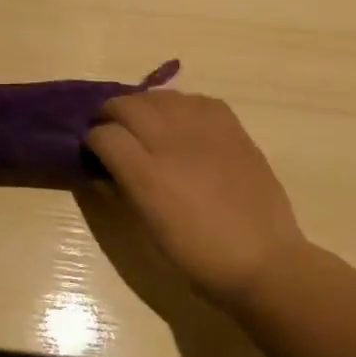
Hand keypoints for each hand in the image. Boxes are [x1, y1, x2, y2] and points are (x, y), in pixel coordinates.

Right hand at [86, 89, 306, 303]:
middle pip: (126, 106)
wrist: (263, 260)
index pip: (104, 135)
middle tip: (112, 130)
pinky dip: (180, 106)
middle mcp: (171, 143)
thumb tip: (106, 168)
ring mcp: (203, 131)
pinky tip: (180, 121)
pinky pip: (196, 100)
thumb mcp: (147, 228)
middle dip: (111, 115)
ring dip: (143, 106)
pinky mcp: (231, 128)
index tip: (93, 151)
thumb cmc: (198, 255)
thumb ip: (123, 189)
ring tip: (144, 122)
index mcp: (146, 174)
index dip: (92, 140)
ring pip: (159, 97)